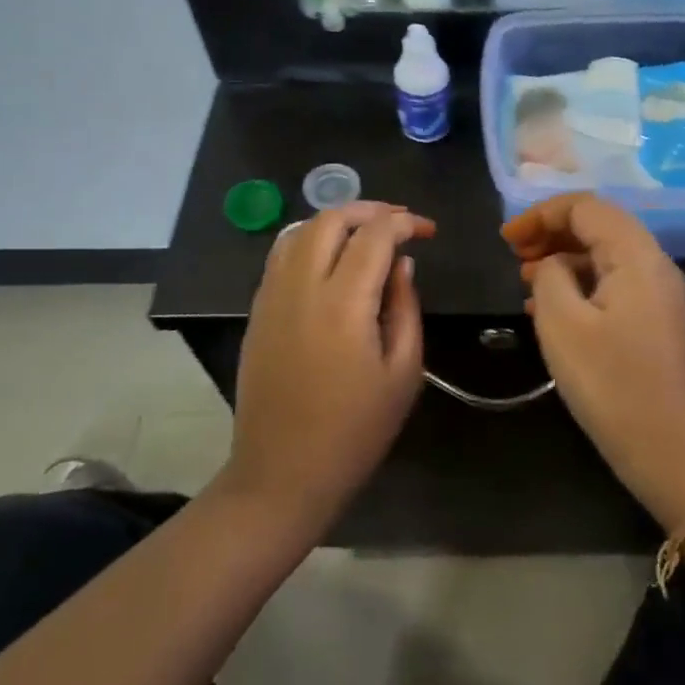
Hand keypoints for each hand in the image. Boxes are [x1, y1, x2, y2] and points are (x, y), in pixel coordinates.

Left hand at [227, 202, 435, 529]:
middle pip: (330, 219)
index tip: (427, 231)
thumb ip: (405, 308)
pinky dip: (309, 240)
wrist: (281, 475)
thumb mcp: (403, 373)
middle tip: (399, 223)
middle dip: (369, 210)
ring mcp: (272, 297)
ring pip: (299, 230)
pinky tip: (330, 259)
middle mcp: (301, 287)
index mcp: (343, 303)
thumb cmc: (354, 431)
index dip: (405, 223)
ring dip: (335, 221)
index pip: (374, 235)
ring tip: (365, 233)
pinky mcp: (257, 312)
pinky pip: (281, 255)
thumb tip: (402, 265)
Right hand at [503, 195, 684, 525]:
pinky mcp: (652, 318)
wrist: (664, 446)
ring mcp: (657, 291)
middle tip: (514, 254)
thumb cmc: (609, 382)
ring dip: (562, 258)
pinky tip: (547, 306)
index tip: (506, 238)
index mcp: (636, 255)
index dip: (541, 214)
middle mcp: (653, 263)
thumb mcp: (562, 322)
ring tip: (524, 279)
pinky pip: (611, 282)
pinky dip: (578, 283)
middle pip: (597, 226)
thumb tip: (553, 263)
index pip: (586, 207)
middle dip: (551, 232)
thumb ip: (550, 275)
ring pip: (603, 254)